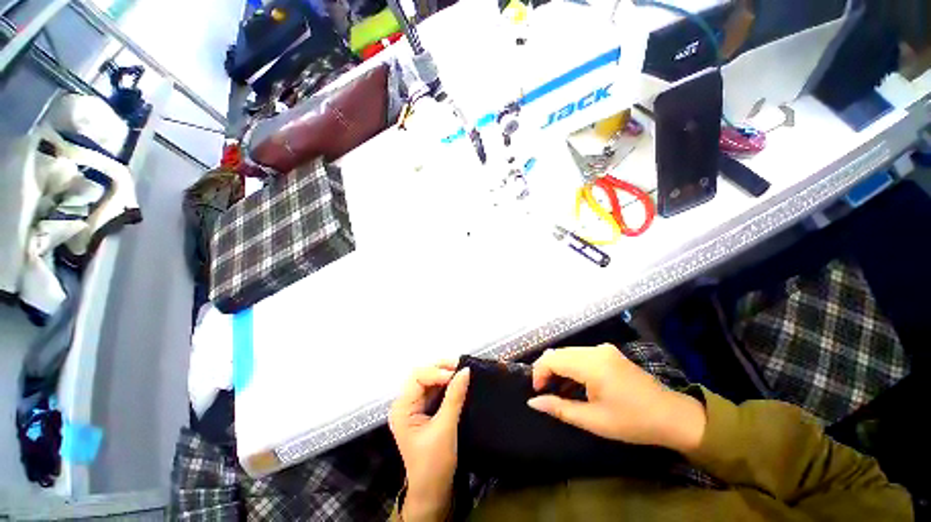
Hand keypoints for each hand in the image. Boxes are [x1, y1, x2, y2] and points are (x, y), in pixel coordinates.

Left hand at [389, 363, 469, 521]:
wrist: (433, 492)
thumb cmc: (434, 464)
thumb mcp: (445, 428)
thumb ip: (454, 397)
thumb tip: (465, 370)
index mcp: (402, 408)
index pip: (417, 378)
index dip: (436, 372)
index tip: (456, 375)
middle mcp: (406, 404)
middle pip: (422, 375)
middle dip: (441, 369)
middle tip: (461, 367)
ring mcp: (415, 407)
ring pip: (430, 381)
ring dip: (445, 374)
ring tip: (462, 371)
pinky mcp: (425, 411)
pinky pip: (435, 390)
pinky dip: (447, 384)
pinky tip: (458, 382)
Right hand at [527, 344, 705, 453]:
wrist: (673, 416)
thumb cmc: (633, 422)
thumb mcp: (594, 420)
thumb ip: (560, 408)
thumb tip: (532, 402)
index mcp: (592, 364)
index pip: (552, 359)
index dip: (539, 373)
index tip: (538, 392)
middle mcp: (595, 350)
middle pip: (558, 352)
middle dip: (547, 370)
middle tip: (546, 392)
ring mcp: (603, 349)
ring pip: (568, 352)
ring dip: (558, 367)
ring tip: (559, 389)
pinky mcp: (608, 352)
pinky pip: (580, 354)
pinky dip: (571, 365)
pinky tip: (575, 383)